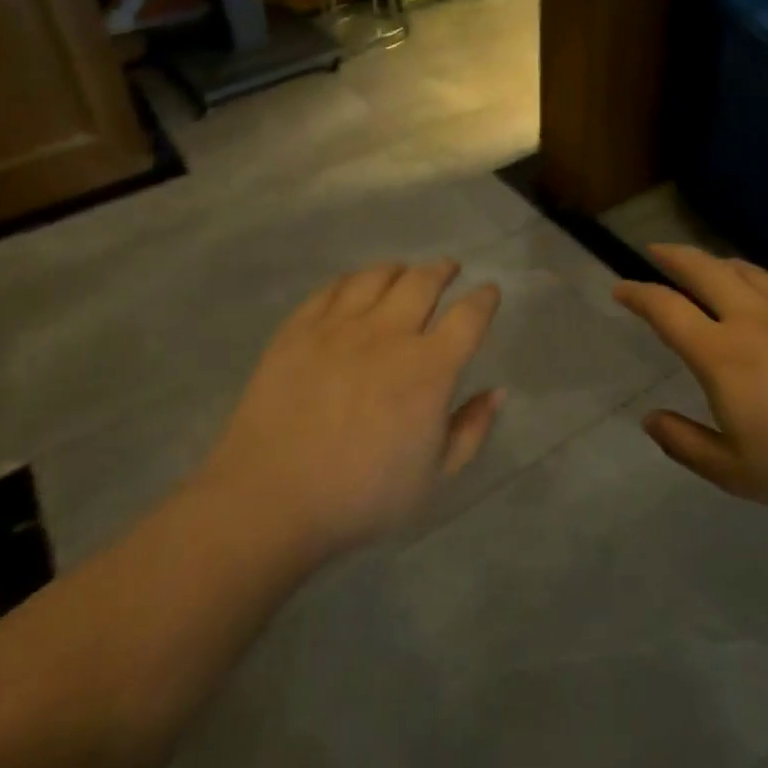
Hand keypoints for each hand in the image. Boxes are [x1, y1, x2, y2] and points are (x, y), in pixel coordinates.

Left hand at [201, 260, 503, 553]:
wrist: (271, 498)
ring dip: (399, 269)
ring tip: (404, 272)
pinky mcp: (298, 329)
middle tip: (449, 269)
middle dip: (443, 270)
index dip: (485, 299)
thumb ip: (471, 429)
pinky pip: (332, 288)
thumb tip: (496, 391)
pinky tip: (355, 286)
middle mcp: (388, 333)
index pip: (469, 316)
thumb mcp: (434, 477)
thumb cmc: (362, 496)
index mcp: (428, 368)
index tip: (489, 291)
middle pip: (423, 281)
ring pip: (377, 276)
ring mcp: (339, 326)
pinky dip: (353, 280)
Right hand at [613, 245, 767, 515]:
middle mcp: (751, 318)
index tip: (620, 288)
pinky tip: (760, 285)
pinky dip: (757, 275)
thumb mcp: (732, 472)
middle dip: (672, 255)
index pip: (666, 308)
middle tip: (654, 250)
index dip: (637, 293)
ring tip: (702, 265)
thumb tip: (649, 419)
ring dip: (714, 262)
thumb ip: (683, 443)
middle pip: (702, 269)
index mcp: (721, 354)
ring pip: (743, 268)